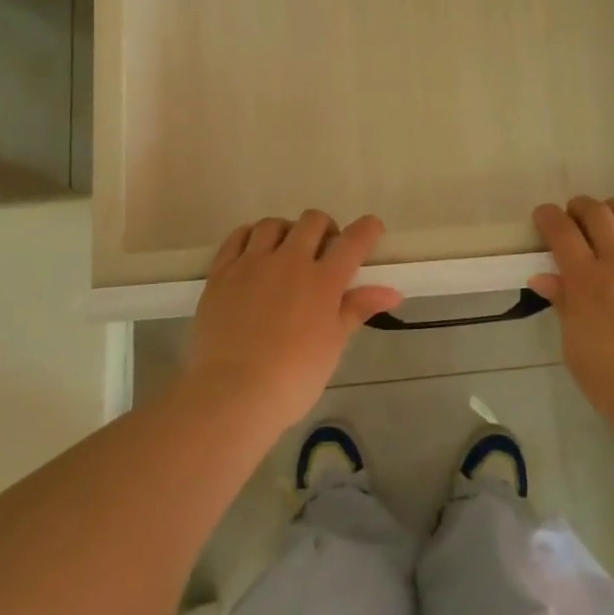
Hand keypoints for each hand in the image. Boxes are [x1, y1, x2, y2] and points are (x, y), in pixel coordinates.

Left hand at [183, 210, 402, 433]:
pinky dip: (250, 236)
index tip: (372, 228)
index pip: (353, 241)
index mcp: (323, 280)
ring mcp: (252, 263)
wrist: (233, 393)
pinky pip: (237, 237)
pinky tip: (253, 251)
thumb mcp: (333, 345)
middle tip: (325, 251)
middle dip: (325, 228)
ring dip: (287, 231)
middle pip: (312, 222)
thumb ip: (357, 309)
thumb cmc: (293, 377)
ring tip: (286, 251)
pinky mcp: (221, 272)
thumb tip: (392, 293)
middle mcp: (289, 261)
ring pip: (273, 224)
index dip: (367, 229)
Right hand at [531, 197, 613, 444]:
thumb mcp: (575, 348)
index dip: (549, 217)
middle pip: (597, 214)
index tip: (544, 216)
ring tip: (609, 216)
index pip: (562, 232)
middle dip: (580, 207)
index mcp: (586, 281)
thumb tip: (544, 278)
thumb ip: (564, 306)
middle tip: (574, 215)